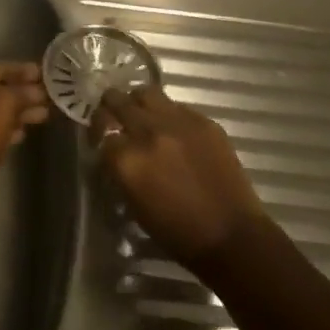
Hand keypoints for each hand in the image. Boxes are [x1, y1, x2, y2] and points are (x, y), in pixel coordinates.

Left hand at [0, 62, 49, 220]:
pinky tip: (20, 135)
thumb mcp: (5, 103)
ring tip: (42, 117)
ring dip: (14, 113)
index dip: (23, 71)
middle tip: (47, 99)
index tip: (45, 76)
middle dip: (21, 94)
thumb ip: (23, 92)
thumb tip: (37, 91)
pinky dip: (1, 129)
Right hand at [94, 85, 269, 265]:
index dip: (98, 130)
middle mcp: (148, 132)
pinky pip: (176, 106)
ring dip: (138, 102)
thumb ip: (118, 168)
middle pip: (117, 100)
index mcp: (127, 159)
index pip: (100, 127)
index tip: (101, 135)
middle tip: (115, 116)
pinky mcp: (204, 121)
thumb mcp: (132, 203)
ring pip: (146, 93)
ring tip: (142, 114)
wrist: (231, 236)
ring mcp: (178, 123)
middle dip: (112, 107)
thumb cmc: (176, 232)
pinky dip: (168, 113)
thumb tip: (113, 148)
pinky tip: (173, 129)